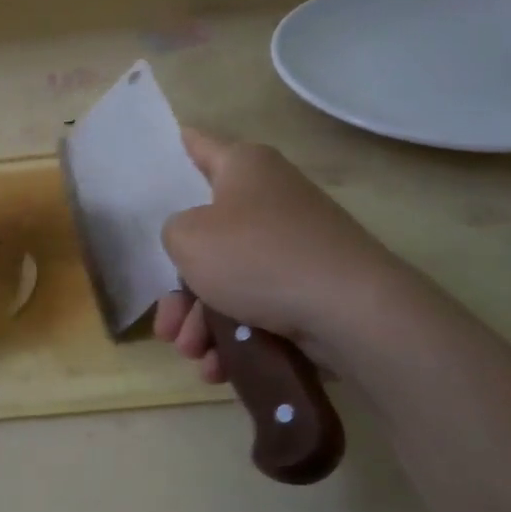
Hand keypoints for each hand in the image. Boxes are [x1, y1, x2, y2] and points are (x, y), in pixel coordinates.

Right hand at [153, 129, 424, 380]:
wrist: (351, 312)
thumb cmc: (258, 257)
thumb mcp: (188, 238)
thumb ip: (173, 231)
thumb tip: (196, 242)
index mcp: (244, 167)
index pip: (199, 145)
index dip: (176, 147)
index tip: (159, 154)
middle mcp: (271, 198)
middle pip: (207, 236)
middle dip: (181, 289)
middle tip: (168, 326)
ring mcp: (294, 244)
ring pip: (229, 280)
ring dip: (203, 321)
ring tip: (195, 356)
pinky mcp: (311, 285)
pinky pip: (259, 305)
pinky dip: (237, 334)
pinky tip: (220, 367)